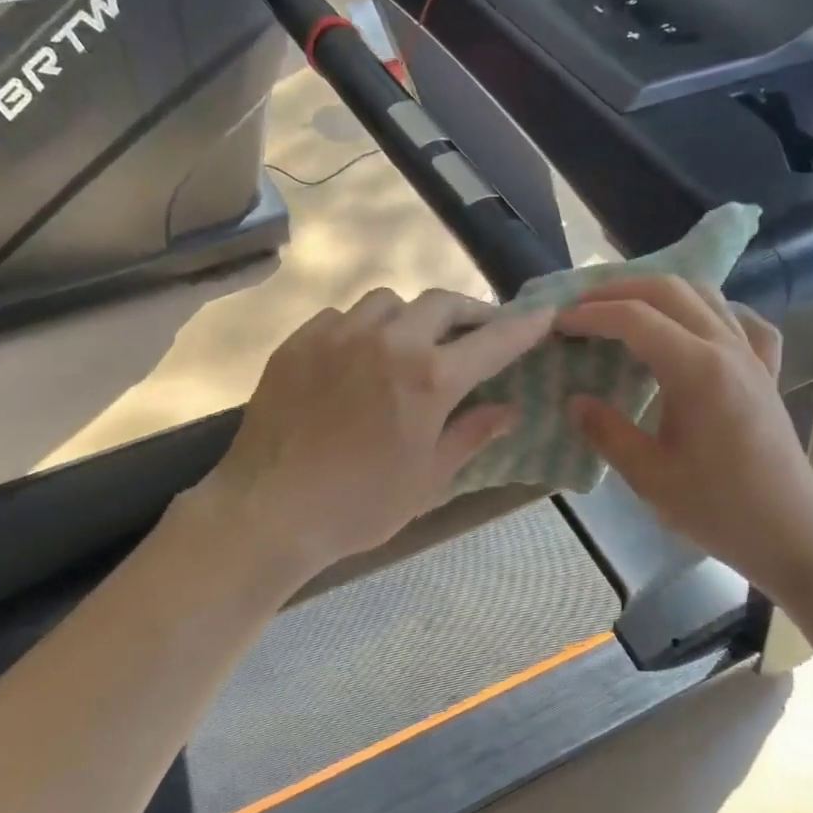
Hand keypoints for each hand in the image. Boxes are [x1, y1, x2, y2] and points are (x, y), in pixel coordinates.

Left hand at [194, 288, 553, 584]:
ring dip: (409, 316)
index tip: (543, 314)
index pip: (491, 341)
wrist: (269, 511)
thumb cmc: (359, 506)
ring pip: (387, 302)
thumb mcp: (427, 480)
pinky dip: (362, 328)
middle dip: (466, 313)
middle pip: (439, 302)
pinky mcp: (298, 342)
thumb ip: (470, 435)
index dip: (522, 327)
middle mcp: (387, 341)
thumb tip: (508, 410)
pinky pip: (341, 317)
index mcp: (428, 378)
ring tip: (409, 344)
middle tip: (473, 334)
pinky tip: (356, 358)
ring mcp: (337, 335)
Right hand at [556, 276, 812, 598]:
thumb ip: (607, 432)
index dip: (591, 314)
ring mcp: (751, 356)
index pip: (635, 319)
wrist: (791, 531)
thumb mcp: (649, 477)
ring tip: (623, 309)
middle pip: (669, 290)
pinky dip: (710, 313)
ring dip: (658, 292)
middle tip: (581, 306)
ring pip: (705, 295)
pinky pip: (741, 322)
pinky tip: (694, 329)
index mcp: (697, 370)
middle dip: (618, 289)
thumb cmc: (718, 508)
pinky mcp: (765, 371)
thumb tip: (575, 401)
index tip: (558, 323)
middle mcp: (727, 348)